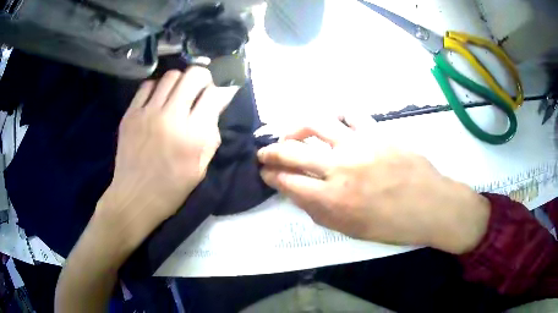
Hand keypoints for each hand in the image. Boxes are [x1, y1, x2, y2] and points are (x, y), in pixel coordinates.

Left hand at [97, 68, 238, 247]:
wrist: (134, 198)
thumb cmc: (171, 189)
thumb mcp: (201, 169)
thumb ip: (211, 136)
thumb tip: (216, 107)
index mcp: (192, 136)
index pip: (214, 95)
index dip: (223, 91)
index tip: (221, 95)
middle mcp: (171, 118)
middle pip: (194, 75)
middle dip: (204, 78)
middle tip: (202, 89)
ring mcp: (147, 113)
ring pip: (171, 75)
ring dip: (181, 80)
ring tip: (180, 93)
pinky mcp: (130, 114)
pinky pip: (148, 85)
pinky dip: (158, 87)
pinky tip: (159, 99)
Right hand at [258, 115, 489, 253]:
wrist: (431, 205)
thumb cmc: (392, 225)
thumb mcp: (351, 230)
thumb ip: (320, 212)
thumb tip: (298, 193)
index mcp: (333, 199)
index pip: (288, 182)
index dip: (271, 176)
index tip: (265, 173)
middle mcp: (340, 168)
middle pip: (293, 152)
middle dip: (271, 152)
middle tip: (263, 152)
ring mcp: (359, 145)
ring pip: (316, 124)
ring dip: (295, 128)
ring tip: (291, 133)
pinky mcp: (377, 131)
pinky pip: (351, 113)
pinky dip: (337, 114)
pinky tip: (332, 120)